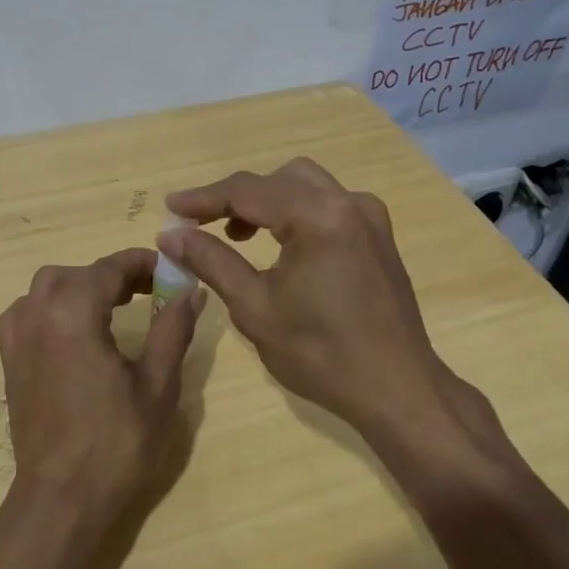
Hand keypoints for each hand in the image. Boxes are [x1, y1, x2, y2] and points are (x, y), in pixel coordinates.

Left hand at [0, 249, 203, 536]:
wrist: (62, 500)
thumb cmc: (116, 444)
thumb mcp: (158, 385)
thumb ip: (173, 328)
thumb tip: (191, 290)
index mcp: (73, 312)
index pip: (110, 267)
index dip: (143, 263)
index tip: (171, 269)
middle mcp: (38, 312)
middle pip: (78, 273)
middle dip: (114, 275)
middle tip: (150, 292)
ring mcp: (17, 336)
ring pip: (48, 288)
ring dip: (82, 287)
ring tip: (115, 307)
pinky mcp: (9, 360)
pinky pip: (27, 312)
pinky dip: (51, 306)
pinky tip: (72, 329)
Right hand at [160, 159, 504, 454]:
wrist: (397, 389)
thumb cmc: (321, 354)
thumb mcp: (254, 307)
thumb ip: (211, 261)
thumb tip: (170, 235)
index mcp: (319, 217)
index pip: (248, 190)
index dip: (203, 198)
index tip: (170, 208)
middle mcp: (348, 203)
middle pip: (277, 179)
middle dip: (236, 197)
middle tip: (202, 225)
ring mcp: (368, 216)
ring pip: (304, 186)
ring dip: (266, 201)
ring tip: (236, 235)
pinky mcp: (377, 235)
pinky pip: (326, 204)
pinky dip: (295, 212)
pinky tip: (279, 244)